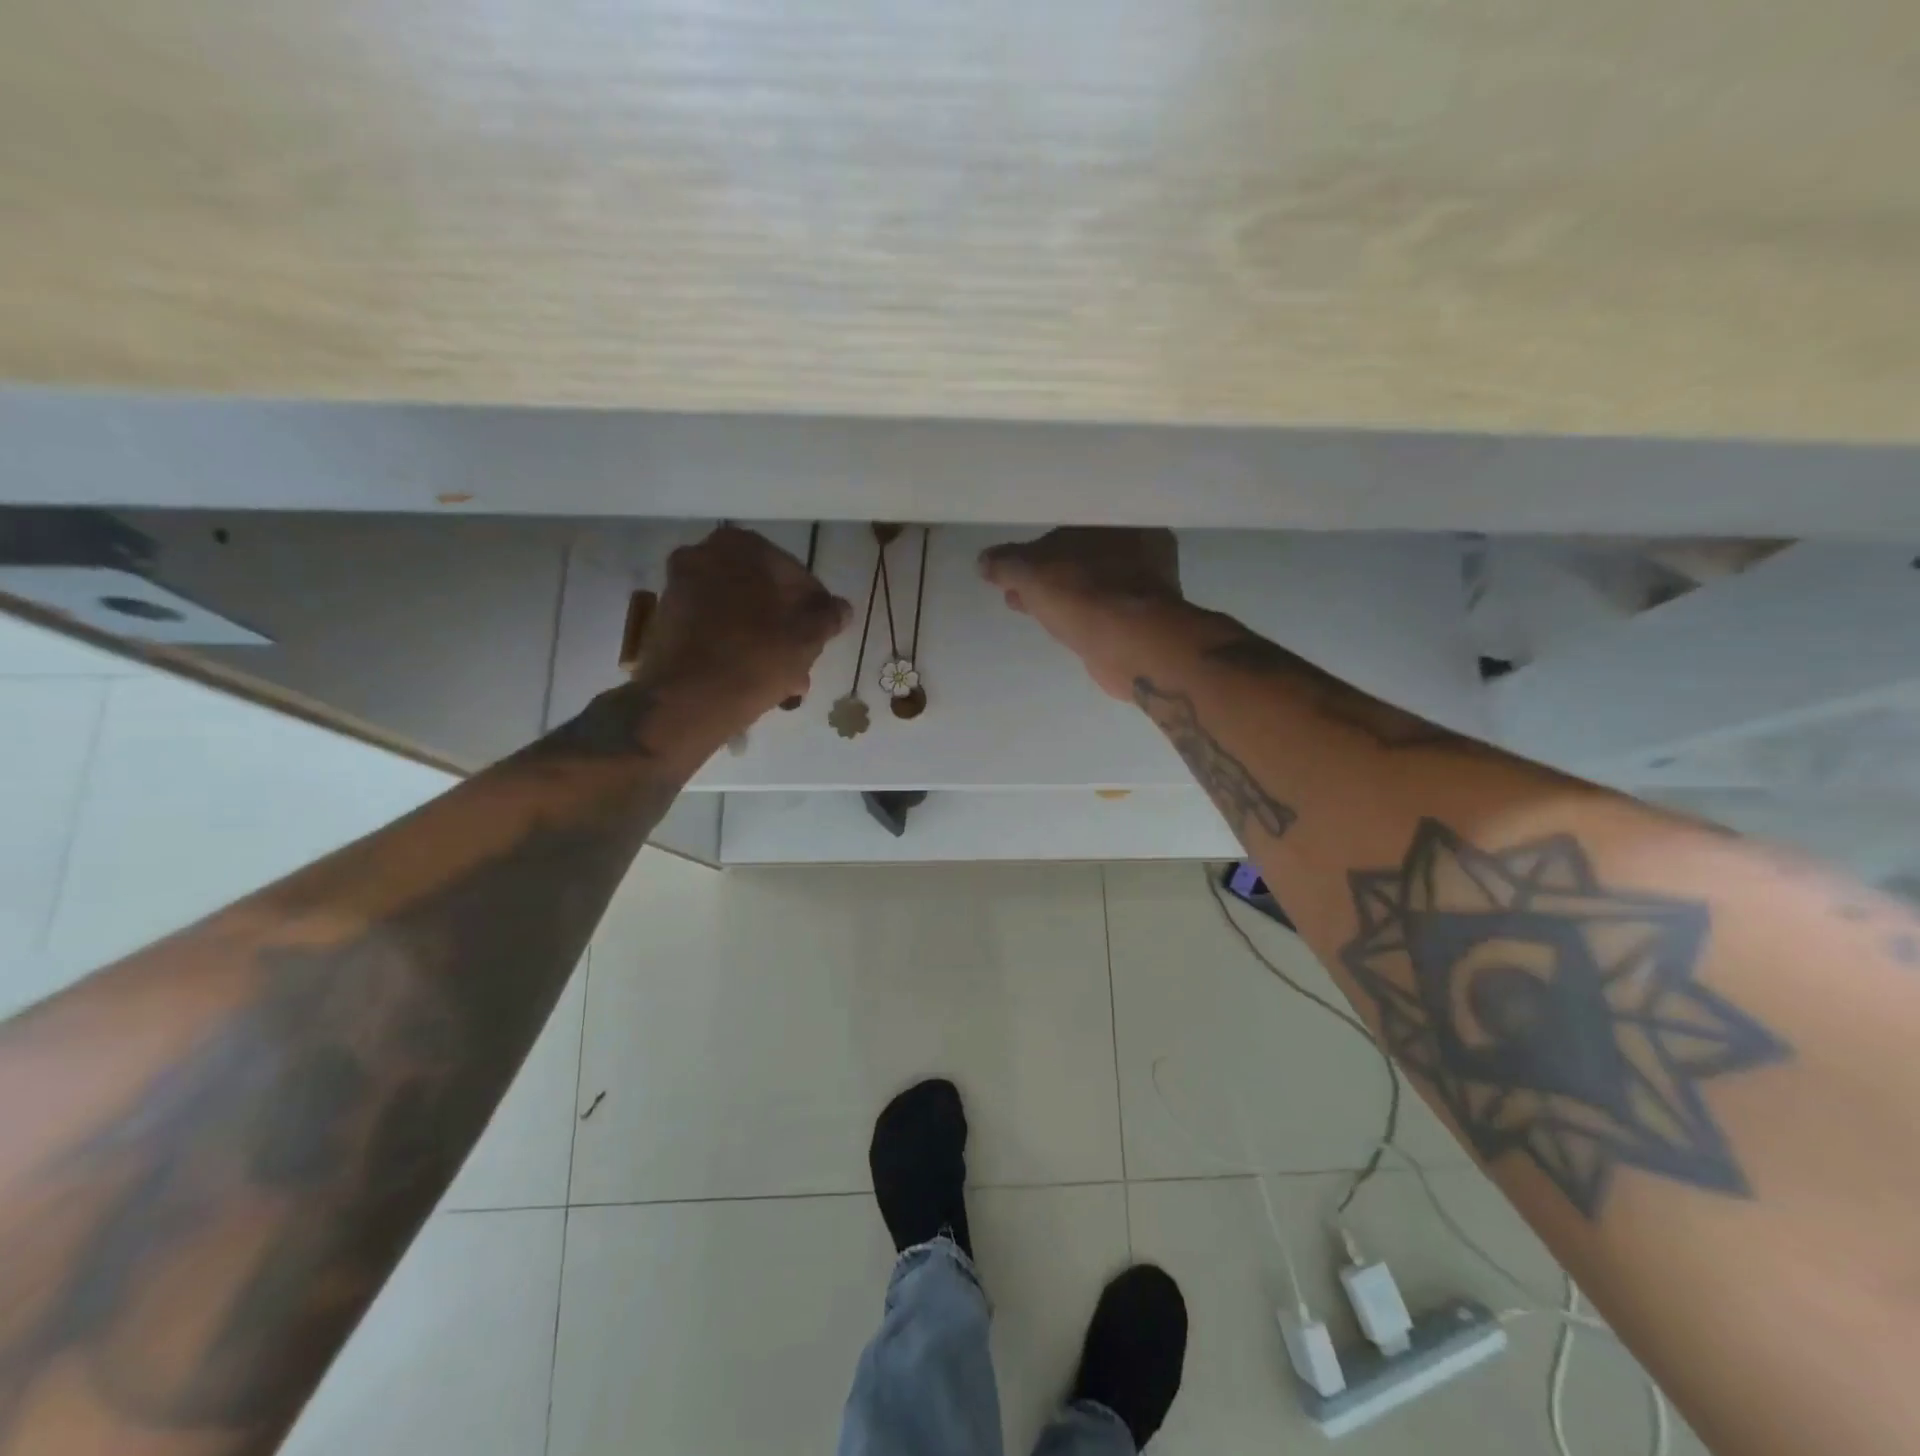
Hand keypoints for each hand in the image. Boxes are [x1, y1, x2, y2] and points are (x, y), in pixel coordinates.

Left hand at [638, 526, 851, 723]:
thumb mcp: (808, 636)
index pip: (795, 574)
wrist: (688, 699)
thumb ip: (829, 616)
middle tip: (804, 660)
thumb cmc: (756, 656)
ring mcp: (680, 589)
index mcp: (742, 545)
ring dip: (764, 641)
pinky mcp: (667, 623)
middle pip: (763, 594)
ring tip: (785, 679)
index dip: (815, 608)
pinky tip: (756, 679)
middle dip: (786, 627)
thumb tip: (842, 609)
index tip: (823, 636)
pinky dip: (736, 648)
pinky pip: (715, 630)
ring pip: (739, 614)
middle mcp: (704, 555)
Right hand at [979, 527, 1187, 700]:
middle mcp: (1140, 548)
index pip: (1072, 526)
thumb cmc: (1084, 595)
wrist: (1131, 647)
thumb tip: (983, 561)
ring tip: (1022, 606)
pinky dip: (1074, 614)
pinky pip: (1097, 610)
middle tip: (1014, 587)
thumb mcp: (1032, 573)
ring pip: (1088, 585)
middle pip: (1081, 556)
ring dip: (1056, 594)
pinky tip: (1053, 624)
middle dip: (1045, 572)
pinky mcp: (1140, 621)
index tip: (1013, 564)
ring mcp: (1144, 587)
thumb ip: (1006, 563)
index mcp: (1120, 521)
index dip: (1038, 544)